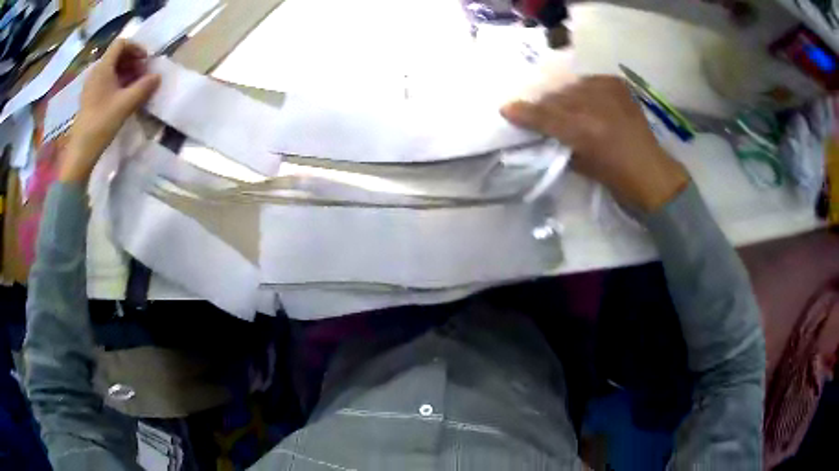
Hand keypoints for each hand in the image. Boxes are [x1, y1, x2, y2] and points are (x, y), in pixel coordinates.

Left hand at [59, 40, 160, 183]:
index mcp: (103, 68)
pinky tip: (122, 96)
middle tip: (142, 75)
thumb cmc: (101, 124)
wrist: (80, 153)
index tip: (146, 61)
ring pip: (111, 69)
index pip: (121, 43)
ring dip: (125, 72)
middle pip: (116, 55)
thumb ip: (144, 87)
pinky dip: (117, 82)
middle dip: (132, 60)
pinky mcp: (89, 99)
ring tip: (134, 86)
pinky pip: (105, 81)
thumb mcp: (126, 104)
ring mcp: (91, 86)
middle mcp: (95, 73)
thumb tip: (157, 77)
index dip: (136, 47)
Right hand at [501, 75, 688, 211]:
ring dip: (565, 97)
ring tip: (566, 106)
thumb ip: (558, 143)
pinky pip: (591, 81)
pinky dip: (585, 90)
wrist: (653, 173)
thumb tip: (541, 130)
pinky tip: (587, 100)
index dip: (524, 112)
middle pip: (557, 97)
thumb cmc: (617, 180)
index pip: (545, 116)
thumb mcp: (582, 166)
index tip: (506, 109)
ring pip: (572, 87)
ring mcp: (609, 93)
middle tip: (539, 111)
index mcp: (584, 132)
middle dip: (544, 104)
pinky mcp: (619, 86)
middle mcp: (595, 107)